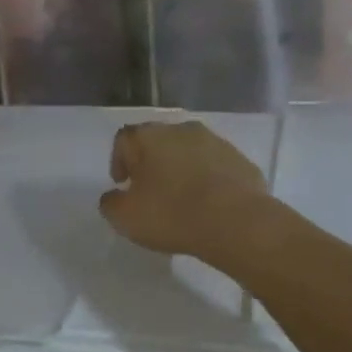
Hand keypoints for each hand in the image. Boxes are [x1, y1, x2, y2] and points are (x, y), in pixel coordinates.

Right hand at [99, 120, 269, 261]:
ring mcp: (215, 141)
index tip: (123, 185)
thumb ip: (111, 203)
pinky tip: (208, 203)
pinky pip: (215, 166)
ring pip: (189, 151)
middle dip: (151, 163)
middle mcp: (181, 129)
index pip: (124, 139)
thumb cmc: (172, 214)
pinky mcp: (240, 159)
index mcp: (149, 136)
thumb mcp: (125, 217)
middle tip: (150, 191)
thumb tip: (114, 196)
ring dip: (181, 169)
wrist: (236, 221)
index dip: (119, 161)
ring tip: (181, 199)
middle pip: (158, 141)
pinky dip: (208, 179)